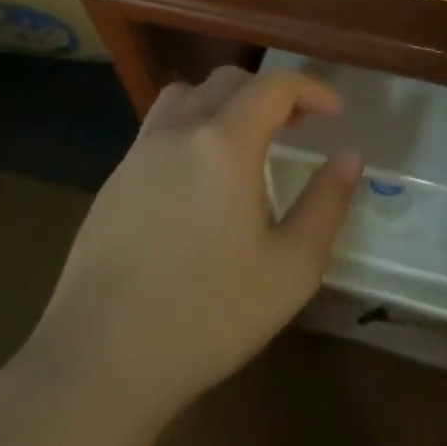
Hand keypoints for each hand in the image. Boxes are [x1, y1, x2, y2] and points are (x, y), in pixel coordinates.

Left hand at [26, 66, 361, 421]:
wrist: (98, 364)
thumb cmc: (206, 315)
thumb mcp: (291, 269)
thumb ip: (327, 204)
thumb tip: (349, 158)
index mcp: (225, 142)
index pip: (275, 86)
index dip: (311, 89)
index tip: (334, 113)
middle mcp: (180, 130)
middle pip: (231, 81)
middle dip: (272, 93)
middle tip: (297, 124)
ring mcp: (140, 152)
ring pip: (188, 95)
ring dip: (226, 101)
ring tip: (245, 138)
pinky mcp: (114, 180)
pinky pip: (160, 127)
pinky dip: (192, 126)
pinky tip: (198, 176)